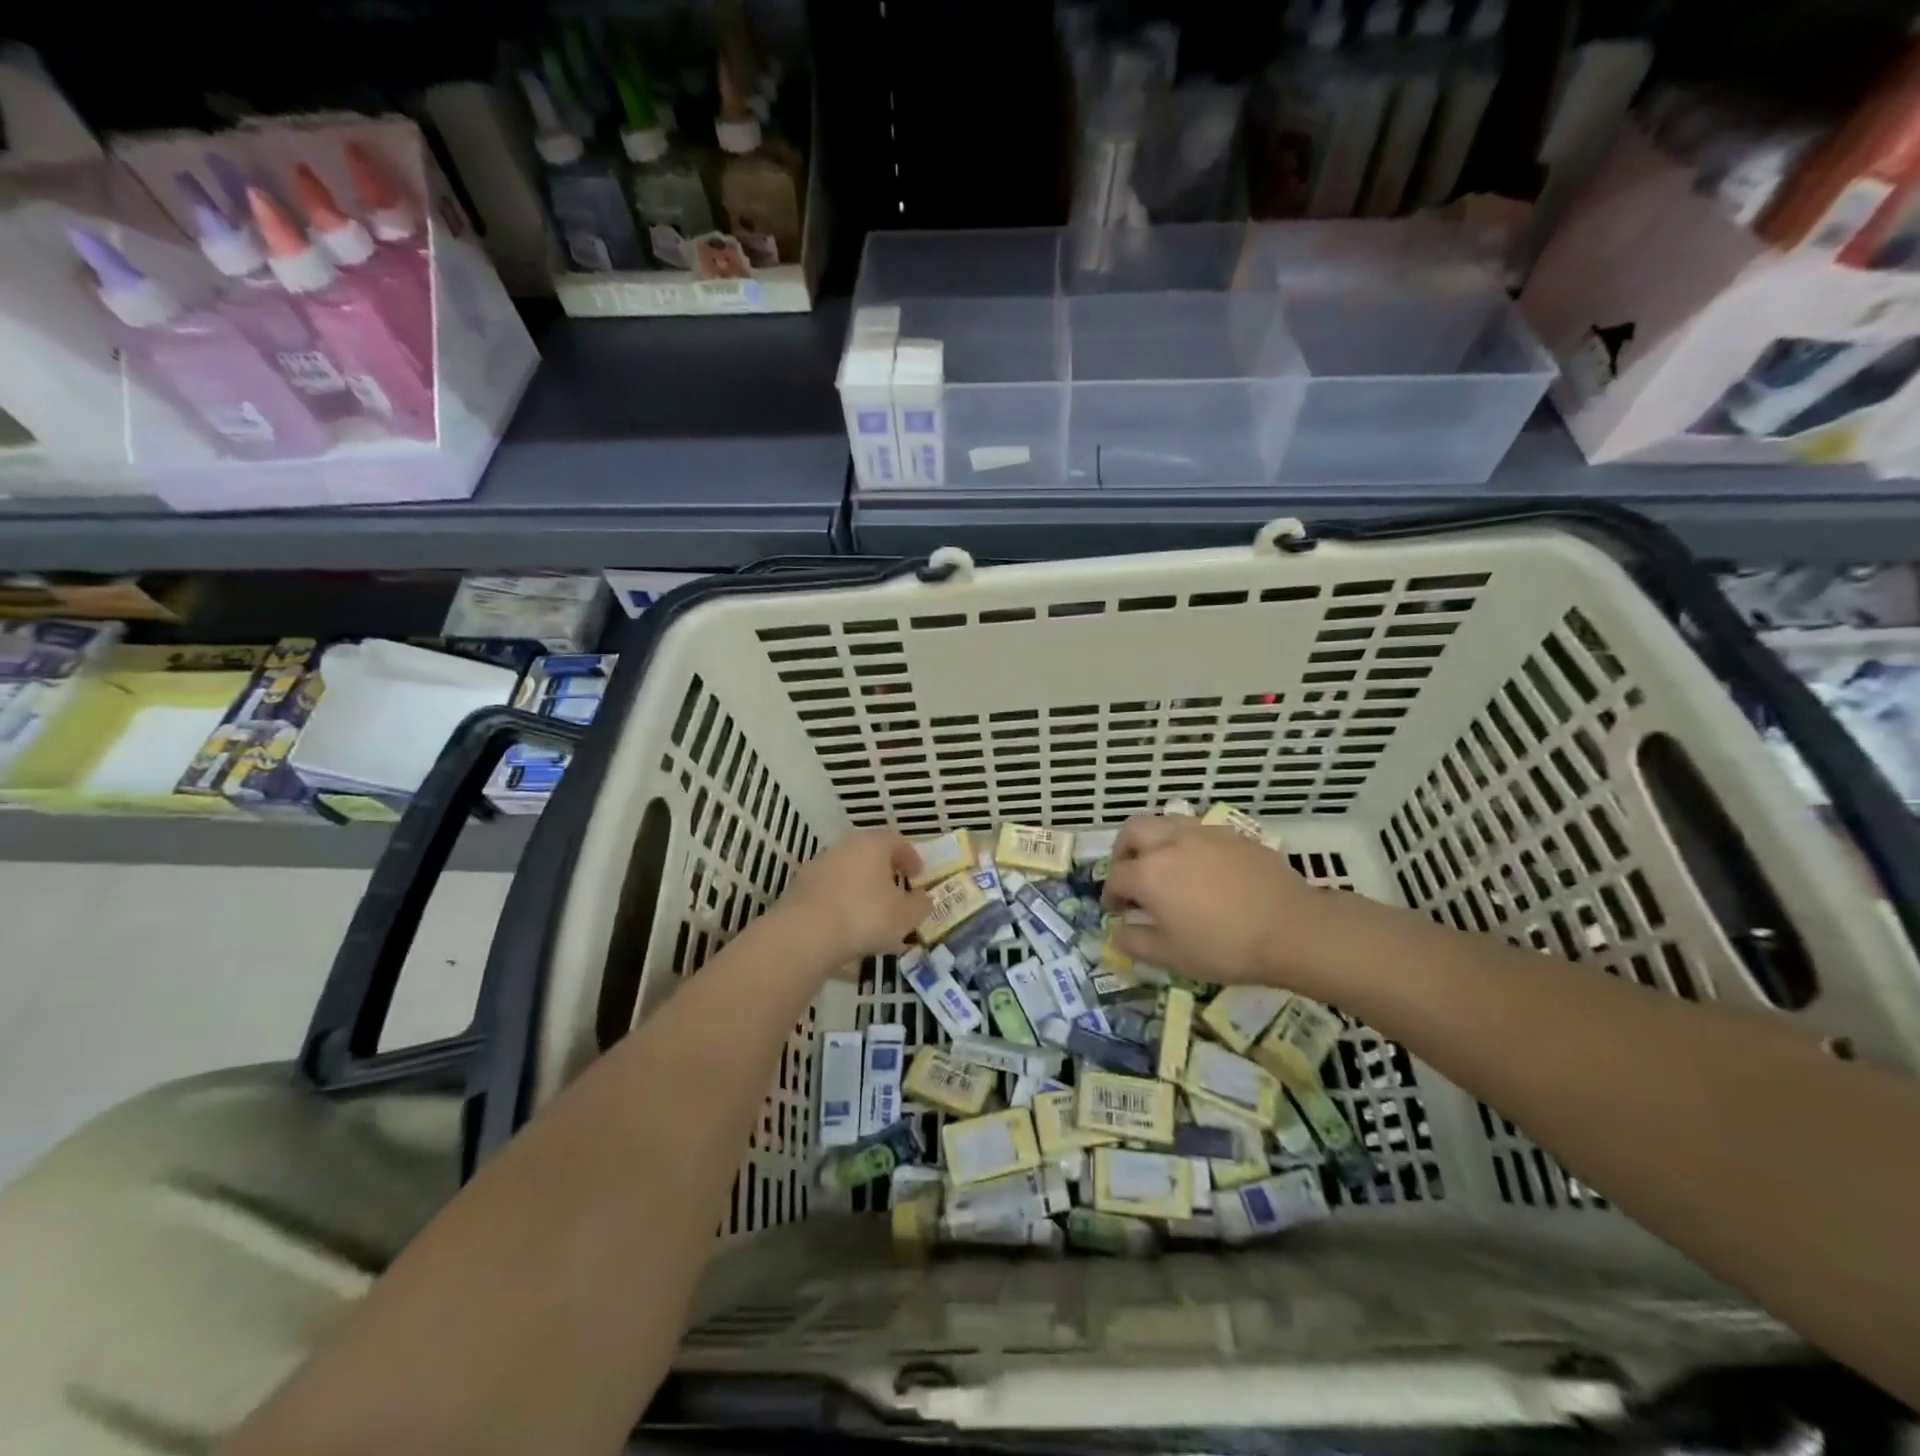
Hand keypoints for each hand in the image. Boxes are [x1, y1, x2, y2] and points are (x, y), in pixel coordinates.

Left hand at [779, 829, 930, 966]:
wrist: (805, 934)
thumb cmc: (865, 916)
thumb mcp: (906, 915)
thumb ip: (920, 904)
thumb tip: (922, 897)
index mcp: (872, 844)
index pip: (897, 842)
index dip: (911, 858)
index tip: (918, 876)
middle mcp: (844, 847)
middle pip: (870, 854)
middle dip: (885, 872)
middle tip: (896, 892)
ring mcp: (818, 866)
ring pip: (848, 873)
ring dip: (862, 888)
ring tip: (871, 914)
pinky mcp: (800, 887)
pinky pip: (830, 891)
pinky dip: (842, 903)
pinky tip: (847, 926)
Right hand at [1102, 815, 1381, 993]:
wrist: (1292, 930)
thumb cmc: (1224, 947)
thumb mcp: (1171, 957)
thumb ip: (1135, 943)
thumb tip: (1117, 933)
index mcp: (1148, 872)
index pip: (1115, 876)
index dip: (1111, 895)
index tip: (1116, 911)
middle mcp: (1170, 842)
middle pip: (1133, 831)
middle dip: (1124, 852)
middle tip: (1131, 875)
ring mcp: (1203, 834)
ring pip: (1165, 822)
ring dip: (1154, 841)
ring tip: (1165, 867)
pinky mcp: (1233, 835)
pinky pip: (1198, 831)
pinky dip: (1187, 844)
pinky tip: (1203, 869)